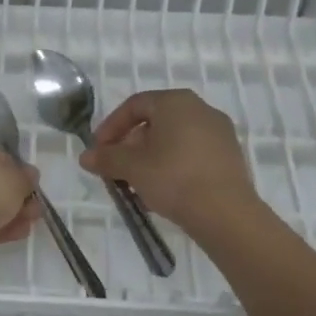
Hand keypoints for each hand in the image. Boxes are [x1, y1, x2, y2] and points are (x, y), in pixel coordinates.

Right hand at [79, 89, 254, 234]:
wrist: (226, 214)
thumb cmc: (173, 178)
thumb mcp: (131, 167)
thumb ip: (106, 158)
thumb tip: (85, 157)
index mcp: (175, 102)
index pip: (134, 106)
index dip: (110, 126)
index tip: (98, 150)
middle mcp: (200, 109)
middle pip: (155, 122)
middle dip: (130, 145)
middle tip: (115, 168)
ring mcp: (219, 133)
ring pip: (173, 139)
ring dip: (150, 158)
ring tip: (136, 184)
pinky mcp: (230, 156)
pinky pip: (192, 154)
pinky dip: (172, 166)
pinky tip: (162, 190)